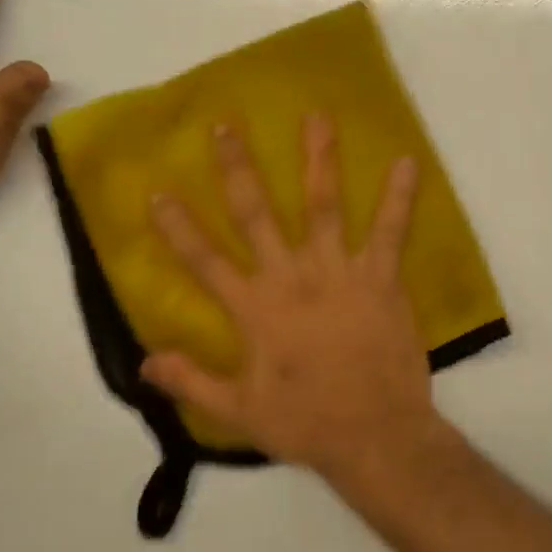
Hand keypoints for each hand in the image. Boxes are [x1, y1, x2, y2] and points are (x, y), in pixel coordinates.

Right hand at [142, 115, 435, 477]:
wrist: (376, 434)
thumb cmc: (307, 423)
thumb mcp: (239, 412)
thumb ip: (191, 381)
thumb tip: (144, 360)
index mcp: (255, 310)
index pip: (205, 261)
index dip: (179, 227)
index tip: (159, 191)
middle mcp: (292, 278)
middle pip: (257, 214)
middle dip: (238, 168)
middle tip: (226, 126)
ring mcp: (339, 273)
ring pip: (324, 206)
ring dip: (319, 160)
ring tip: (316, 116)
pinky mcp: (381, 278)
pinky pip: (390, 231)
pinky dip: (399, 197)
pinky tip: (407, 161)